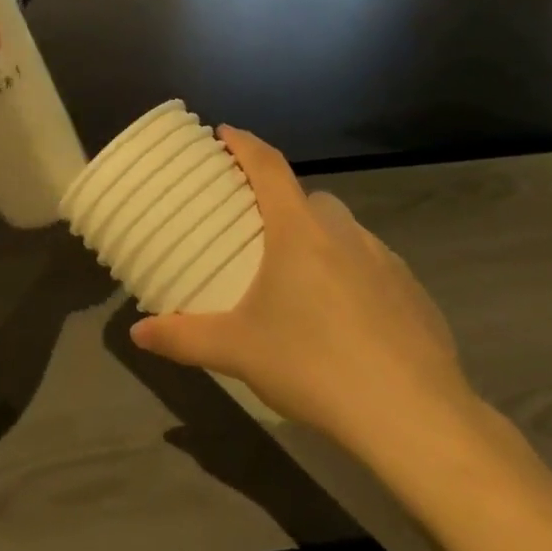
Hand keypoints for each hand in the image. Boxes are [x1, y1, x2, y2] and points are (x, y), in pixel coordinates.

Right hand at [129, 127, 482, 465]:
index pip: (268, 167)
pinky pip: (373, 266)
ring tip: (298, 279)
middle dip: (281, 201)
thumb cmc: (313, 365)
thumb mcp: (236, 351)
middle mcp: (345, 233)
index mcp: (299, 231)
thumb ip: (183, 337)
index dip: (245, 144)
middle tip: (256, 228)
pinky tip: (344, 318)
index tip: (225, 133)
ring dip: (319, 239)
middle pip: (308, 198)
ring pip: (344, 232)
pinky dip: (352, 274)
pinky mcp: (414, 294)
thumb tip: (137, 333)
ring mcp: (386, 261)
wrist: (414, 417)